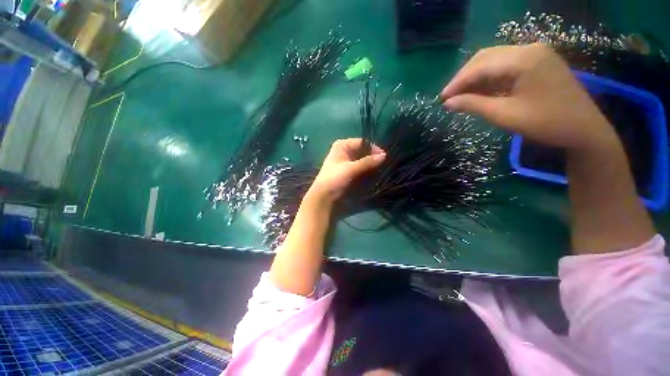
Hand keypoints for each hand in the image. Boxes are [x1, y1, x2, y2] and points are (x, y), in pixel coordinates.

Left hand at [309, 138, 385, 201]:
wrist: (324, 196)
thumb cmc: (334, 178)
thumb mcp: (351, 169)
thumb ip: (367, 162)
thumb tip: (384, 155)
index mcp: (343, 145)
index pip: (363, 142)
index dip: (373, 148)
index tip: (384, 156)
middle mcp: (345, 150)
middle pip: (363, 151)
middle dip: (373, 157)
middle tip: (384, 164)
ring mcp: (347, 161)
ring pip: (363, 159)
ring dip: (371, 164)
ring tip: (381, 169)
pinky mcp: (349, 171)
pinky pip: (361, 167)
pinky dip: (367, 169)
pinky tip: (374, 173)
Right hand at [441, 43, 618, 150]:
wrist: (584, 129)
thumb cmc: (546, 123)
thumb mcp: (505, 115)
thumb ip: (474, 105)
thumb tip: (447, 103)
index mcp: (524, 59)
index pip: (480, 66)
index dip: (458, 82)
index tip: (441, 98)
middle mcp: (529, 49)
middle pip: (486, 57)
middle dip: (464, 77)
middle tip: (449, 97)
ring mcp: (535, 54)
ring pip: (494, 60)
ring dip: (475, 77)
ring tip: (461, 95)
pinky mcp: (538, 62)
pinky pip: (505, 65)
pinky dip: (489, 78)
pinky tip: (480, 91)